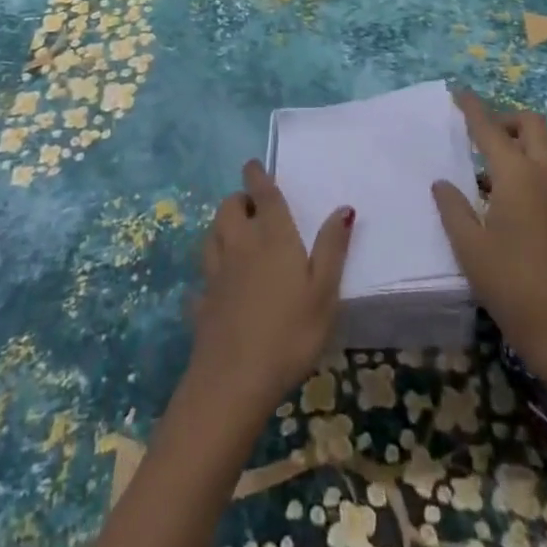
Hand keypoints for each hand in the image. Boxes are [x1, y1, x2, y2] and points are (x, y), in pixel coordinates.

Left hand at [188, 160, 353, 422]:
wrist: (234, 382)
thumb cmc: (289, 332)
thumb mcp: (324, 292)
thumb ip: (332, 247)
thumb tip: (343, 208)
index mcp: (272, 236)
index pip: (261, 193)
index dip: (256, 175)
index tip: (253, 164)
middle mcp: (240, 245)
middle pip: (229, 208)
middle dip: (238, 200)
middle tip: (252, 206)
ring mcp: (216, 274)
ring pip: (212, 235)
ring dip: (221, 227)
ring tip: (235, 234)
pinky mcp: (203, 303)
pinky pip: (203, 280)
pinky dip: (209, 276)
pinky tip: (214, 288)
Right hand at [432, 91, 546, 389]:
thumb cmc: (515, 289)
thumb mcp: (471, 250)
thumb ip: (454, 209)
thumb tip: (443, 182)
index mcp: (518, 175)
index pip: (490, 128)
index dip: (472, 108)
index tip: (457, 92)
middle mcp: (546, 173)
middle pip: (530, 124)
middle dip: (505, 119)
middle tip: (478, 136)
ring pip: (544, 146)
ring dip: (519, 143)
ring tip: (486, 169)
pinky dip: (529, 165)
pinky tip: (505, 198)